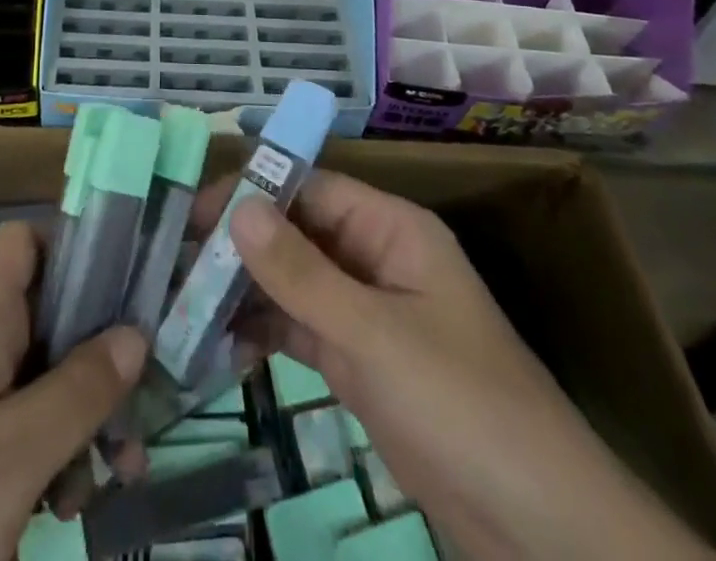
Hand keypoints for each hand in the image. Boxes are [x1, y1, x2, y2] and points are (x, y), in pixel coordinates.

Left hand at [0, 220, 144, 560]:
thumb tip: (137, 330)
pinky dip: (57, 449)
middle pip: (50, 310)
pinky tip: (78, 499)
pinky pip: (24, 422)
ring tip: (122, 469)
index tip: (127, 285)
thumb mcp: (16, 453)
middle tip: (145, 398)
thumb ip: (80, 388)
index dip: (75, 248)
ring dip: (86, 412)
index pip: (28, 241)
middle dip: (101, 352)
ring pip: (44, 373)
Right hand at [214, 173, 715, 560]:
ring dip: (245, 291)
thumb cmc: (463, 406)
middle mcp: (375, 258)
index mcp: (391, 229)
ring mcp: (366, 312)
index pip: (309, 189)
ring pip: (292, 283)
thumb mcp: (375, 335)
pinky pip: (300, 329)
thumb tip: (237, 207)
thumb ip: (301, 273)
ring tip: (182, 304)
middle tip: (173, 263)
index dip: (252, 193)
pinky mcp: (359, 363)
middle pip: (296, 234)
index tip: (191, 214)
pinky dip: (263, 333)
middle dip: (239, 246)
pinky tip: (219, 346)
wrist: (541, 532)